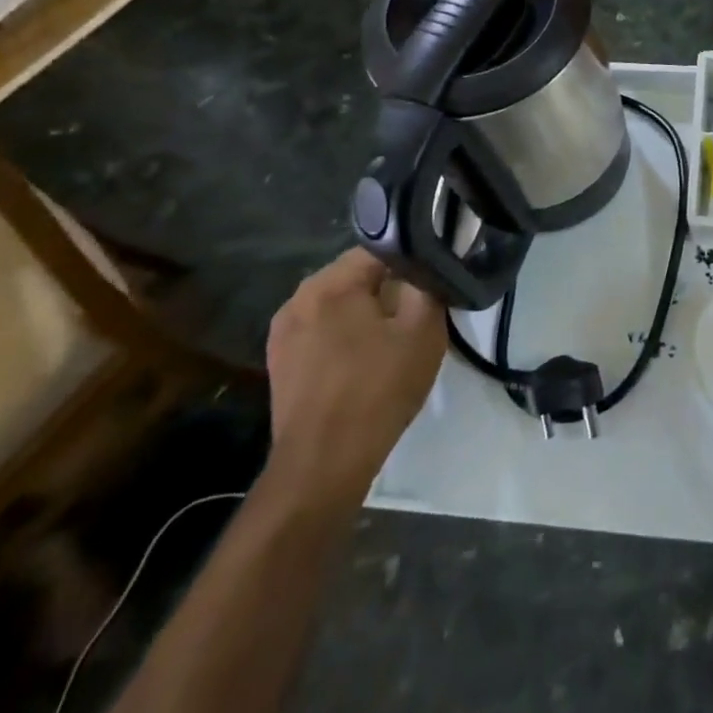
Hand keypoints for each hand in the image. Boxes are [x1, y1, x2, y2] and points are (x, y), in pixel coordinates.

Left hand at [264, 248, 446, 510]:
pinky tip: (364, 361)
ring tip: (392, 339)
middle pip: (357, 275)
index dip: (413, 262)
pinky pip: (322, 330)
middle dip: (388, 288)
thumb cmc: (378, 389)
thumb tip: (427, 266)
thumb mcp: (423, 331)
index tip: (432, 284)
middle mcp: (298, 297)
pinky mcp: (280, 361)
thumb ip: (427, 285)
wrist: (324, 463)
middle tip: (418, 314)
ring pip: (339, 304)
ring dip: (366, 313)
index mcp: (330, 283)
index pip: (381, 249)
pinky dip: (345, 335)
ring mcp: (283, 331)